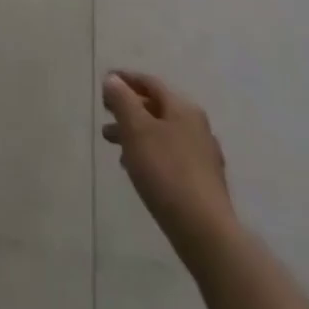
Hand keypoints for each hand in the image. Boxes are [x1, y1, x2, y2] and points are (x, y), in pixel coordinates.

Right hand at [102, 71, 237, 266]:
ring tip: (115, 148)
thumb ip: (122, 100)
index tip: (104, 82)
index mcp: (183, 109)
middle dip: (128, 111)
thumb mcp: (136, 129)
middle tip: (104, 118)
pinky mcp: (202, 181)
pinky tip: (137, 170)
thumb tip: (113, 79)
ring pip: (162, 134)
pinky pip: (170, 156)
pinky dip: (149, 154)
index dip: (125, 80)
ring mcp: (203, 155)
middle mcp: (196, 126)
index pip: (150, 83)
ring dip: (136, 135)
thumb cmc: (165, 171)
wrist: (204, 229)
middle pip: (156, 109)